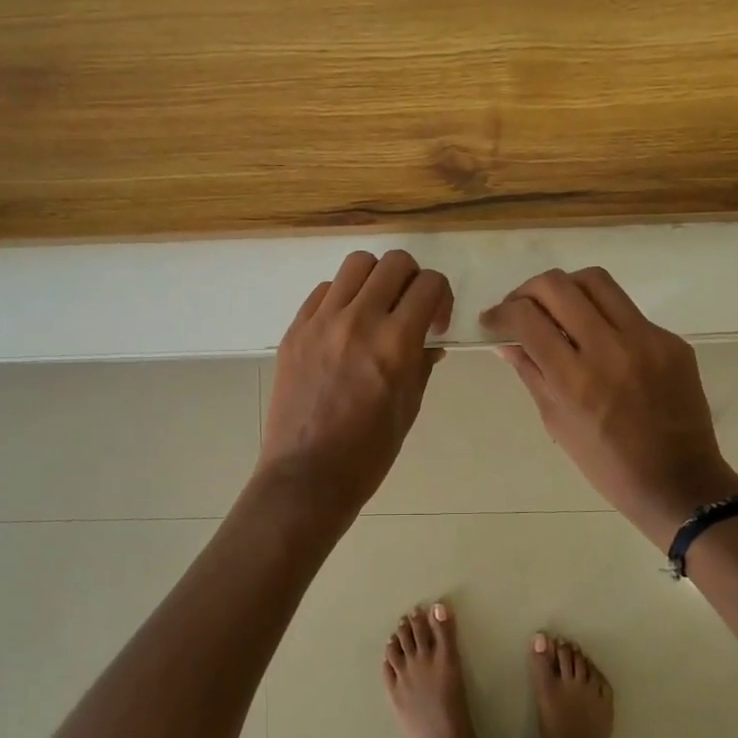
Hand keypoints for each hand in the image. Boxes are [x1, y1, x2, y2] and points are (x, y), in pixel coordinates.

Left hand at [259, 250, 452, 514]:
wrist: (307, 475)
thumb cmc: (368, 453)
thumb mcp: (409, 408)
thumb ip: (422, 365)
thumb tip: (429, 342)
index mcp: (395, 343)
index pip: (430, 284)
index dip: (442, 297)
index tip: (435, 323)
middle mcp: (359, 320)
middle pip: (395, 263)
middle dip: (413, 280)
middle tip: (409, 310)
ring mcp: (321, 322)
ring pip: (356, 264)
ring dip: (376, 279)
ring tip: (375, 309)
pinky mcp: (295, 330)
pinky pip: (324, 291)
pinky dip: (342, 297)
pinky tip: (343, 326)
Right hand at [481, 267, 737, 551]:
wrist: (678, 482)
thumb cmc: (607, 465)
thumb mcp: (557, 422)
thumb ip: (531, 374)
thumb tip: (506, 342)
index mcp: (574, 379)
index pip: (527, 317)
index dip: (500, 312)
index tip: (492, 321)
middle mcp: (609, 348)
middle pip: (558, 285)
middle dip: (527, 291)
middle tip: (520, 309)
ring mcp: (646, 340)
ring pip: (596, 281)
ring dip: (566, 289)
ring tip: (556, 309)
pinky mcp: (671, 341)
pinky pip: (627, 311)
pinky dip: (602, 316)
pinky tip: (598, 340)